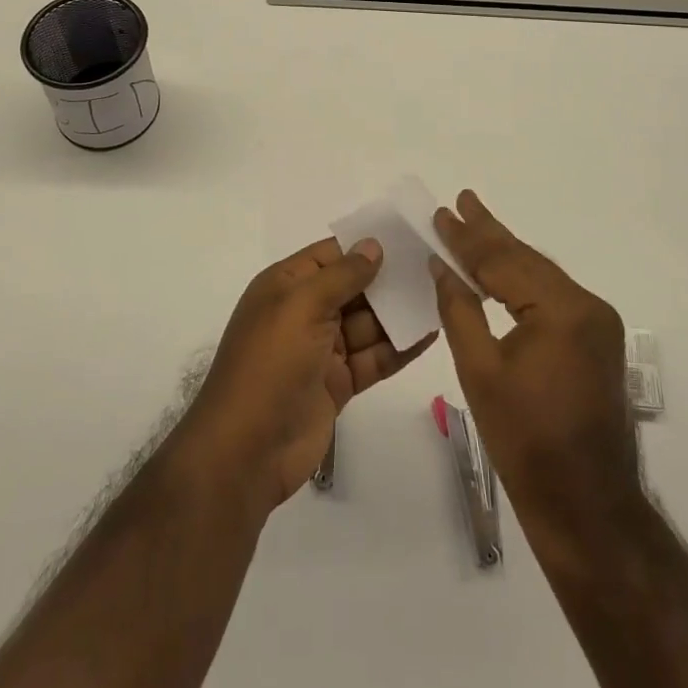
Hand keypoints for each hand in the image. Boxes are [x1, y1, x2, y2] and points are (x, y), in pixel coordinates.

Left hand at [181, 237, 434, 513]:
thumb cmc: (270, 364)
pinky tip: (430, 334)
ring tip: (441, 297)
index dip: (364, 246)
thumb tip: (373, 245)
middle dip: (388, 280)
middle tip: (434, 268)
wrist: (246, 451)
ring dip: (399, 313)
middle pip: (353, 288)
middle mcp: (304, 313)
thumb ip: (341, 275)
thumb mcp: (301, 306)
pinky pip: (374, 357)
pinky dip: (399, 347)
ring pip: (368, 324)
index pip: (330, 255)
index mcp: (286, 286)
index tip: (407, 237)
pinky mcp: (338, 383)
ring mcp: (322, 350)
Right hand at [430, 192, 641, 551]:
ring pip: (540, 276)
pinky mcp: (596, 341)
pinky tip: (501, 272)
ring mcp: (598, 324)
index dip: (468, 238)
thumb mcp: (480, 372)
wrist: (587, 508)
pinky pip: (551, 297)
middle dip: (489, 234)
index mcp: (562, 310)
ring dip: (505, 255)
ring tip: (474, 226)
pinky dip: (522, 281)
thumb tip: (442, 266)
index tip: (442, 212)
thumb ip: (460, 310)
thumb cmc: (526, 443)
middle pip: (527, 260)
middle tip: (461, 202)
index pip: (504, 261)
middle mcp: (588, 306)